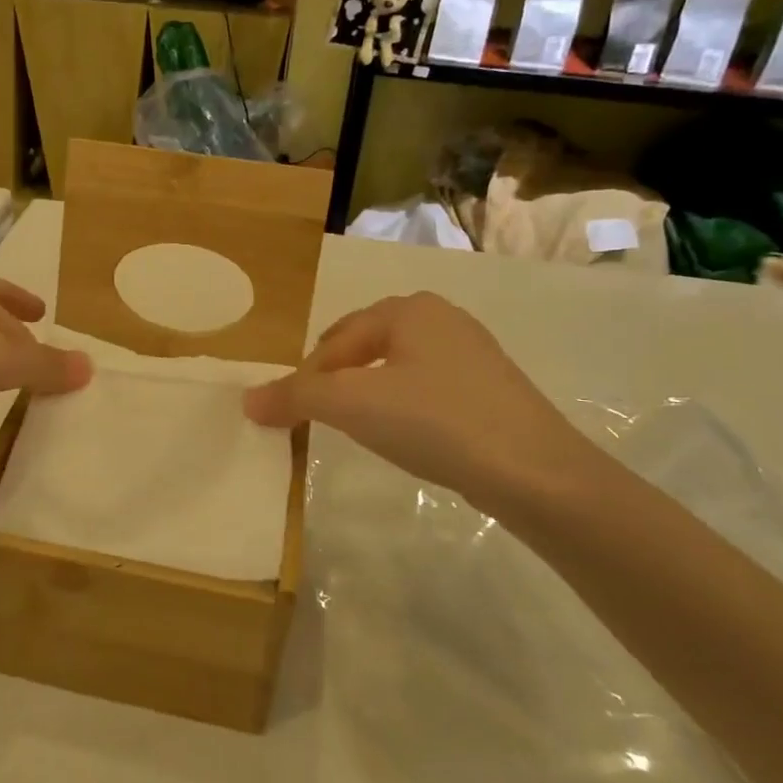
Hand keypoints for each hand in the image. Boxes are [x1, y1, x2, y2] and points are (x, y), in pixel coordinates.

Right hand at [243, 292, 587, 510]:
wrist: (535, 472)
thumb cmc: (435, 422)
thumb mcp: (354, 406)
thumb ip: (296, 398)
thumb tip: (247, 400)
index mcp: (408, 310)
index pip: (335, 340)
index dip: (305, 377)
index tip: (288, 416)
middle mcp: (441, 319)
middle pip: (364, 347)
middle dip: (334, 380)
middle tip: (316, 418)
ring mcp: (472, 353)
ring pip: (396, 368)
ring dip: (366, 393)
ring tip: (354, 427)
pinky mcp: (490, 388)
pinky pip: (426, 388)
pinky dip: (402, 406)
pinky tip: (404, 434)